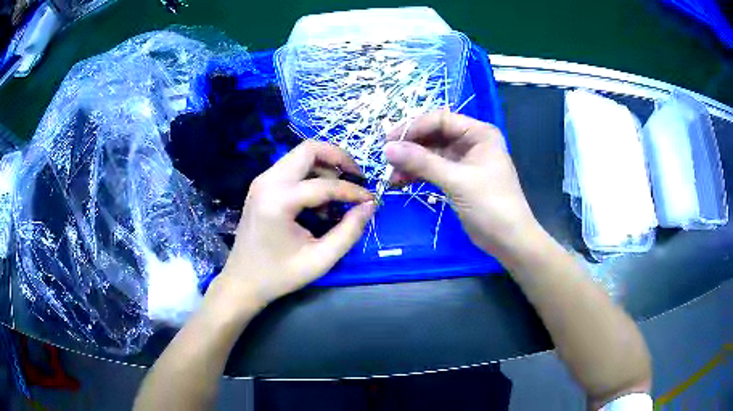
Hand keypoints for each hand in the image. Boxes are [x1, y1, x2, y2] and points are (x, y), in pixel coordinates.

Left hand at [218, 141, 374, 308]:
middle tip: (357, 177)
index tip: (371, 200)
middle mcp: (268, 181)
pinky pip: (292, 168)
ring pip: (301, 156)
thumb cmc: (279, 275)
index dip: (353, 191)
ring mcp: (262, 181)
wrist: (242, 281)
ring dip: (325, 168)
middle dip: (339, 158)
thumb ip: (348, 232)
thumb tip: (369, 206)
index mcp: (279, 200)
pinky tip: (318, 203)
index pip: (325, 185)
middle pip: (309, 149)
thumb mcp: (320, 260)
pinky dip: (311, 176)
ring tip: (336, 197)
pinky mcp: (262, 186)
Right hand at [385, 111, 538, 256]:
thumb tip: (387, 148)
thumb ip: (422, 162)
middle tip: (387, 159)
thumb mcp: (457, 180)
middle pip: (434, 135)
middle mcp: (471, 142)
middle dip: (410, 146)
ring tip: (391, 175)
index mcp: (479, 133)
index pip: (441, 120)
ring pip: (431, 153)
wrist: (509, 240)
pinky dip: (418, 174)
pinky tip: (401, 181)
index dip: (414, 127)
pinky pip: (433, 169)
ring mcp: (464, 161)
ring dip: (411, 162)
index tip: (390, 141)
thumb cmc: (491, 205)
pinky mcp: (458, 179)